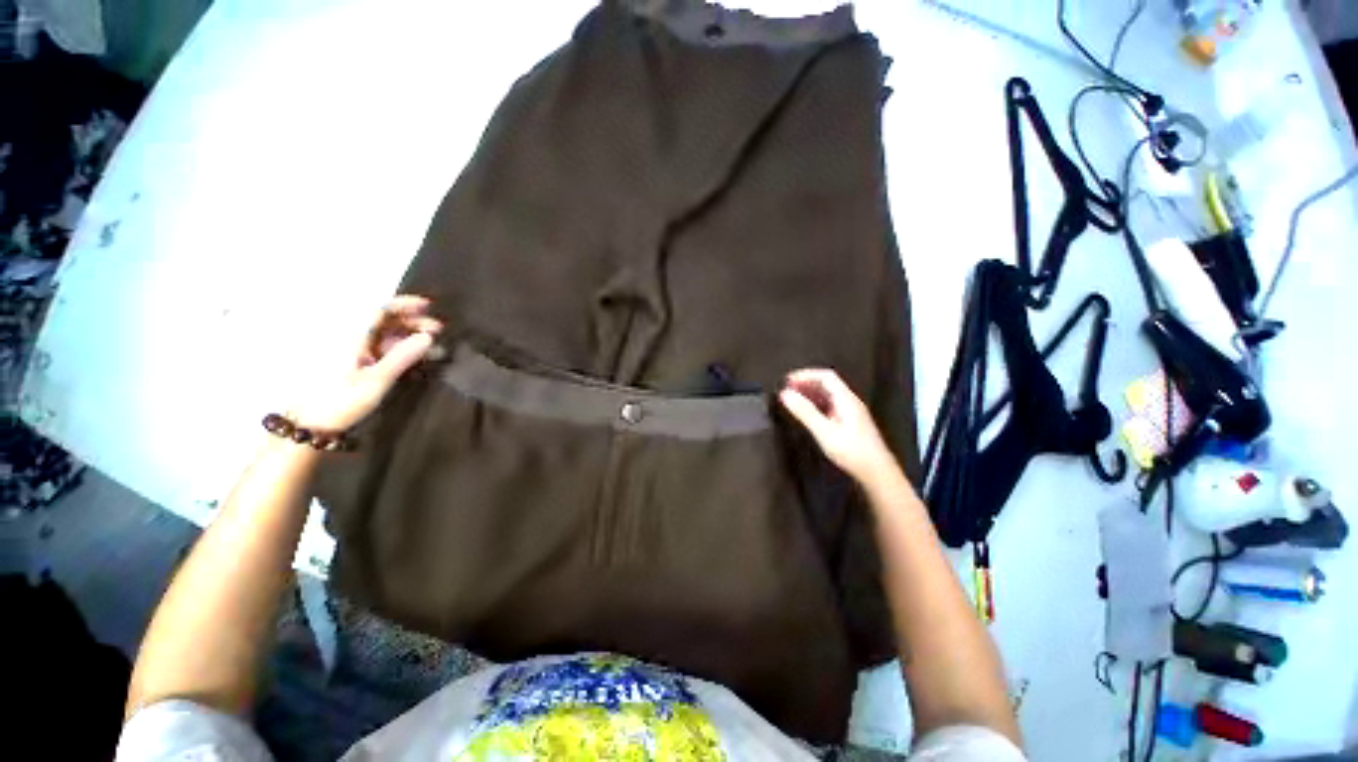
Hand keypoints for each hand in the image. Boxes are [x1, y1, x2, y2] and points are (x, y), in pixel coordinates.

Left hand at [294, 295, 443, 432]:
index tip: (429, 306)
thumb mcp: (376, 380)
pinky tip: (414, 356)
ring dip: (408, 335)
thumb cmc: (340, 400)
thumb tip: (428, 337)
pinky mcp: (352, 363)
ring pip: (383, 334)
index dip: (404, 305)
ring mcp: (350, 350)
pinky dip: (399, 347)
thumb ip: (402, 357)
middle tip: (438, 331)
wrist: (309, 425)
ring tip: (431, 345)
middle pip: (383, 320)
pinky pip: (379, 347)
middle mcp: (350, 338)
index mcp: (352, 337)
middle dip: (412, 321)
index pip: (380, 310)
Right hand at [779, 369, 896, 483]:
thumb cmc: (852, 452)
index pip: (825, 376)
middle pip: (827, 383)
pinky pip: (829, 405)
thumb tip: (785, 394)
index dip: (805, 375)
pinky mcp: (849, 423)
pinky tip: (807, 413)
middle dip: (806, 383)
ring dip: (809, 393)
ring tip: (793, 399)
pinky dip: (815, 404)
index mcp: (846, 399)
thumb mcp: (824, 432)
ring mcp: (851, 412)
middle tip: (787, 389)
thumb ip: (805, 412)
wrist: (877, 473)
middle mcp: (850, 402)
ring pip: (828, 395)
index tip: (787, 381)